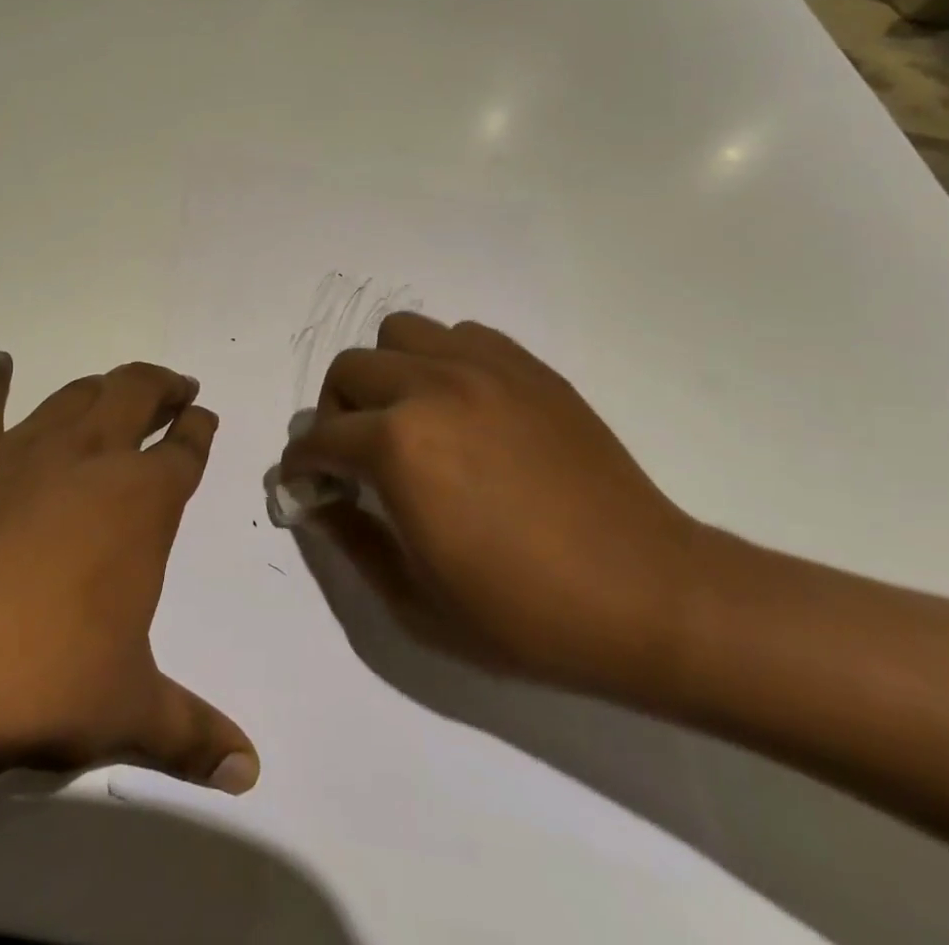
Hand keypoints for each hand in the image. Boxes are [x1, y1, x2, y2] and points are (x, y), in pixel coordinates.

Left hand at [0, 352, 258, 792]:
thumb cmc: (43, 682)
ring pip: (73, 394)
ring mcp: (21, 448)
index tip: (204, 415)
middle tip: (174, 386)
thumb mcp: (128, 711)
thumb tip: (249, 773)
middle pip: (135, 394)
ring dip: (100, 385)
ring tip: (113, 384)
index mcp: (141, 502)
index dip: (198, 428)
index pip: (184, 450)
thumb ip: (193, 734)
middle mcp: (89, 457)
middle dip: (161, 386)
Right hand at [281, 313, 704, 697]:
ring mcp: (483, 368)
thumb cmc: (525, 614)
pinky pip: (460, 336)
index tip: (305, 483)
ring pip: (401, 334)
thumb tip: (318, 501)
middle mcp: (432, 387)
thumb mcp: (415, 602)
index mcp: (399, 446)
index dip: (302, 464)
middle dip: (336, 413)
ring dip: (386, 373)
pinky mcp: (527, 367)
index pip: (321, 438)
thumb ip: (351, 540)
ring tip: (408, 416)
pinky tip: (462, 407)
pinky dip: (442, 361)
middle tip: (355, 454)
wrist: (647, 597)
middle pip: (349, 370)